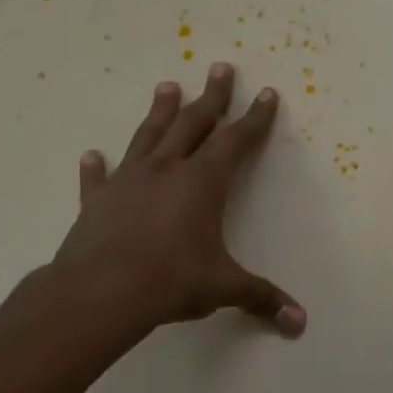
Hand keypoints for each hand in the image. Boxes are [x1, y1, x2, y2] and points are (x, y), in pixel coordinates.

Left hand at [50, 63, 306, 339]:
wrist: (101, 292)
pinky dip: (96, 168)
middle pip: (193, 123)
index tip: (267, 94)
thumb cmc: (171, 280)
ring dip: (160, 112)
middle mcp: (167, 170)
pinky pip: (98, 179)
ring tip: (167, 85)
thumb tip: (300, 324)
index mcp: (202, 182)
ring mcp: (129, 182)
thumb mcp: (224, 287)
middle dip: (212, 96)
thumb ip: (262, 298)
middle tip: (221, 68)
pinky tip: (92, 155)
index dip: (255, 118)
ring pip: (148, 136)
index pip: (236, 141)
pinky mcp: (97, 202)